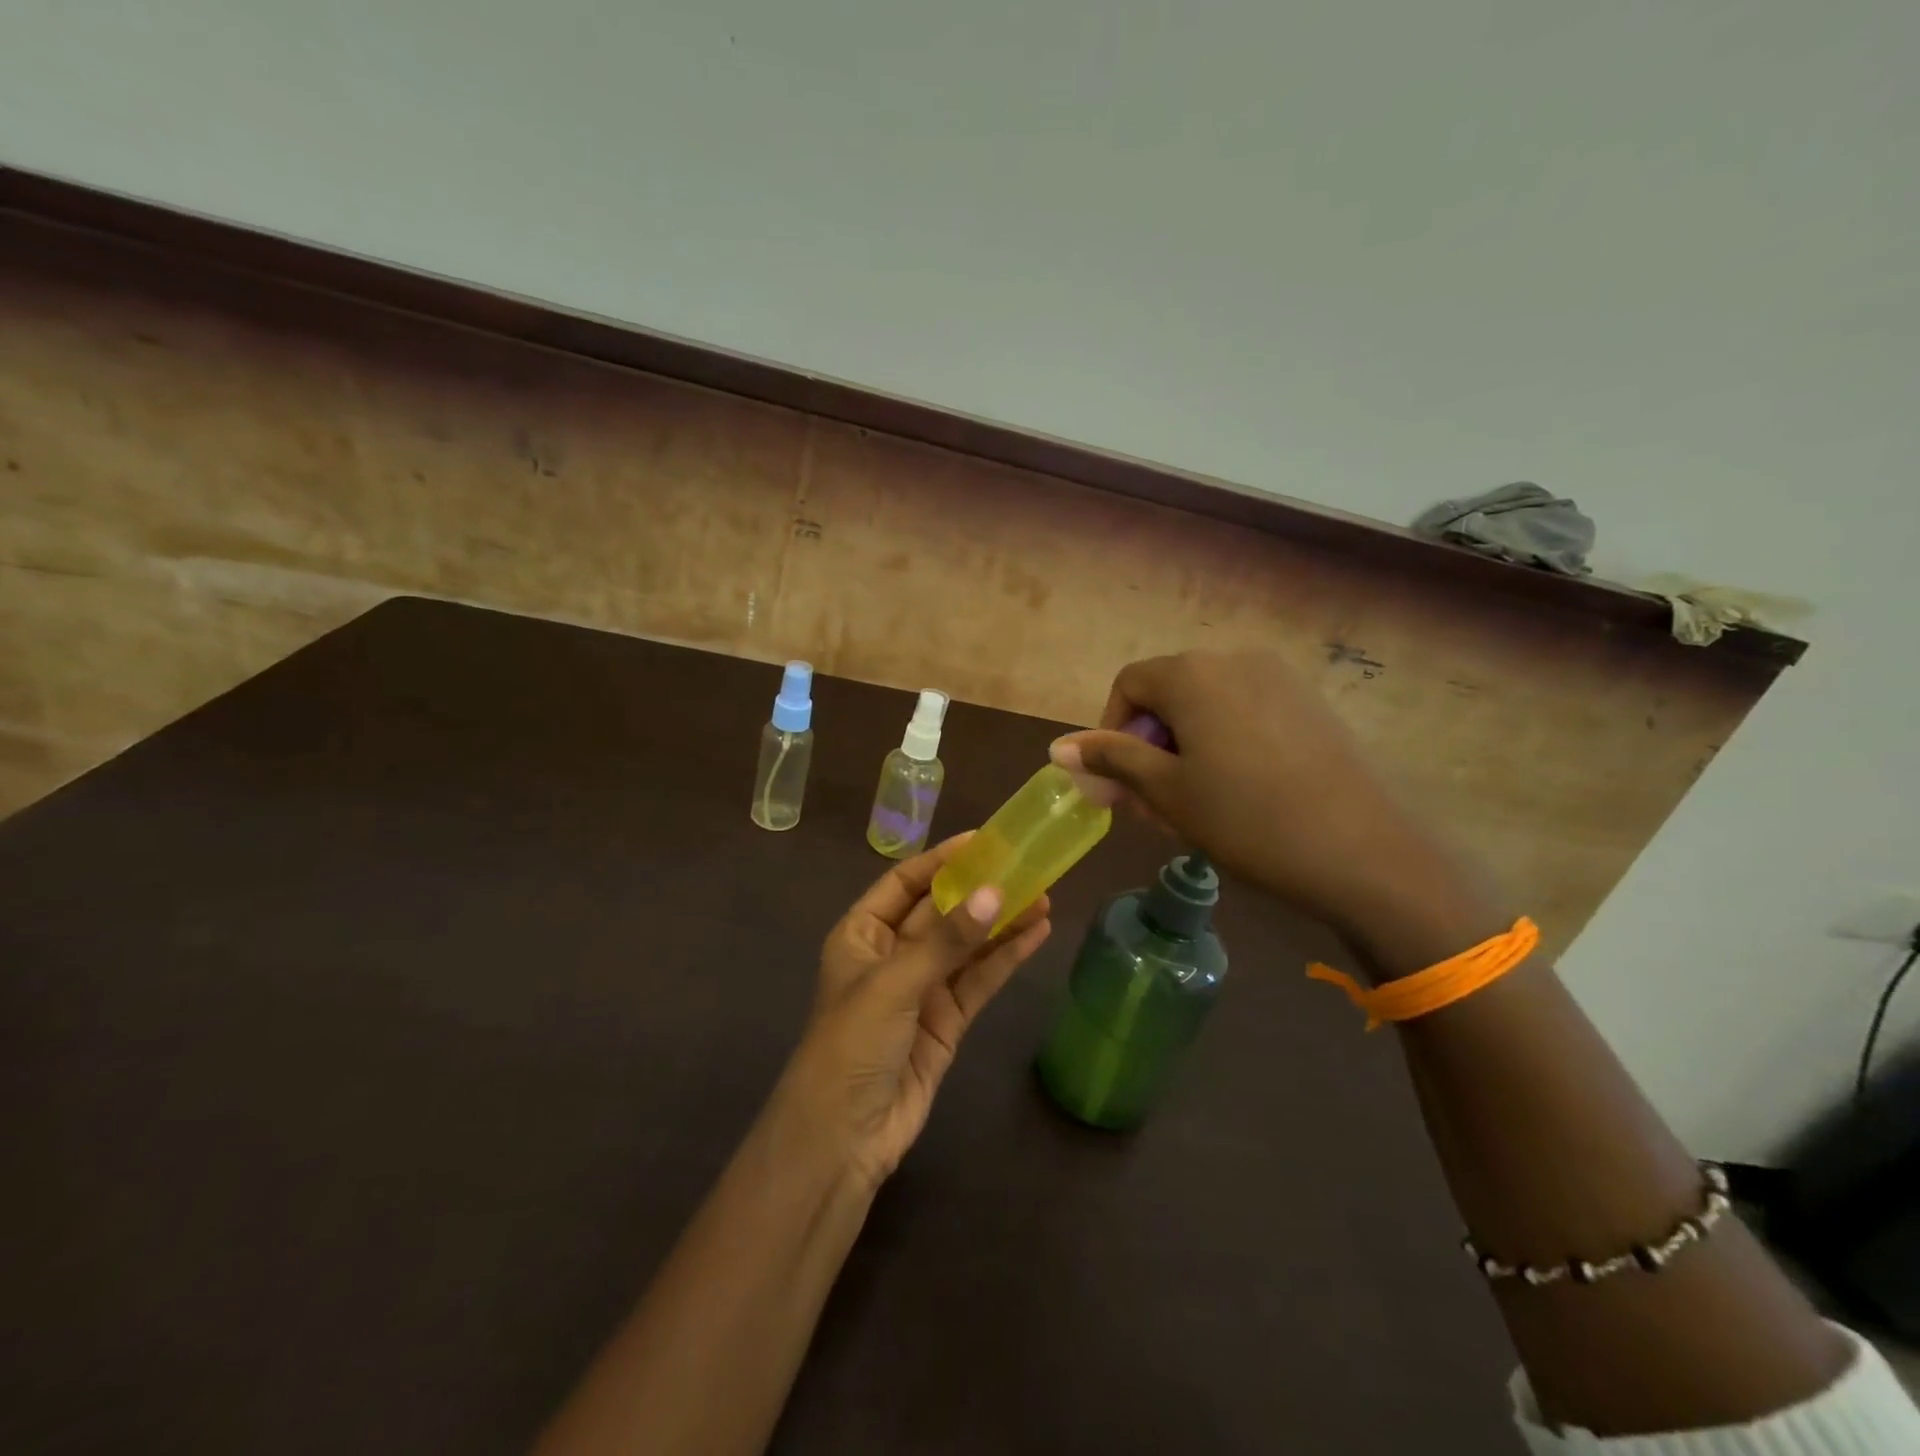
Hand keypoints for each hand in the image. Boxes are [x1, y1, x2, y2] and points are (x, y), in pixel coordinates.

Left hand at [776, 836, 1050, 1187]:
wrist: (843, 1140)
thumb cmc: (851, 1045)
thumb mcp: (894, 984)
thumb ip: (947, 940)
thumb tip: (995, 892)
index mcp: (862, 934)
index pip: (905, 883)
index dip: (942, 860)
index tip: (984, 841)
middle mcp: (892, 954)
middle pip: (941, 911)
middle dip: (980, 890)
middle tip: (1026, 867)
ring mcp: (921, 989)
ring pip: (967, 945)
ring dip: (1001, 922)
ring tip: (1044, 896)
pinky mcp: (947, 1021)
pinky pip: (979, 981)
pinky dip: (1006, 958)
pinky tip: (1036, 935)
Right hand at [1051, 650, 1499, 966]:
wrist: (1367, 853)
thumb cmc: (1247, 819)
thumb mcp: (1166, 792)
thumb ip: (1110, 760)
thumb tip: (1057, 748)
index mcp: (1193, 673)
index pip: (1129, 685)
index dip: (1111, 732)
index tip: (1122, 784)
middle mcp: (1236, 660)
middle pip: (1169, 695)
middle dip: (1149, 747)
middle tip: (1153, 806)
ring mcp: (1281, 679)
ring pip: (1208, 708)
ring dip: (1185, 751)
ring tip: (1195, 807)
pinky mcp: (1313, 705)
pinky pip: (1247, 714)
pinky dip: (1225, 746)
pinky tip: (1241, 795)